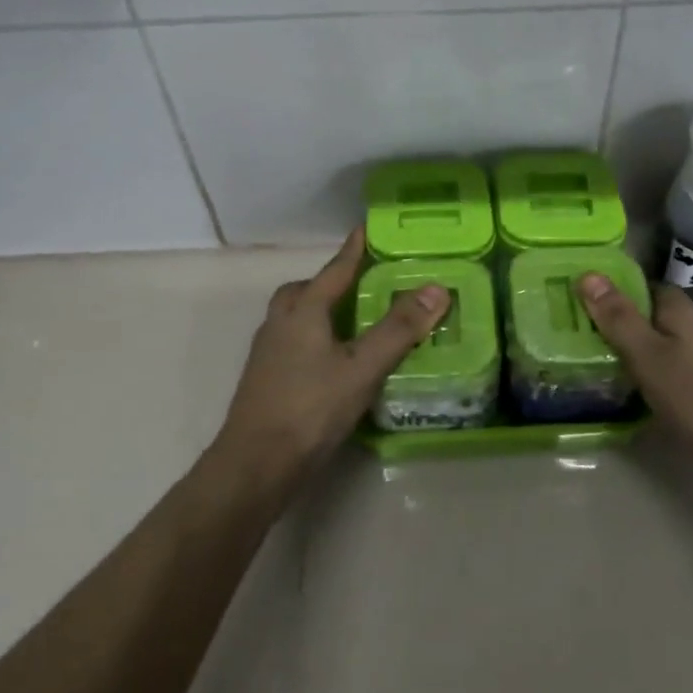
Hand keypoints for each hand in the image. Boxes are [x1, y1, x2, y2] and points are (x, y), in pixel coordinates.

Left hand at [212, 229, 450, 496]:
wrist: (255, 464)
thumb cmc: (310, 408)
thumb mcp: (363, 368)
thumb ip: (398, 329)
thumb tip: (436, 289)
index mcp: (302, 311)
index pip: (334, 271)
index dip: (353, 250)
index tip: (365, 229)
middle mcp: (279, 324)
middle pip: (303, 291)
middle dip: (329, 283)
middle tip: (358, 286)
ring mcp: (267, 353)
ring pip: (294, 318)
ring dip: (320, 311)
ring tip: (352, 324)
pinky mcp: (264, 380)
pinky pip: (292, 342)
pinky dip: (313, 339)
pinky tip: (333, 362)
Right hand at [576, 275, 692, 486]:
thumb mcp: (646, 355)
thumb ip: (618, 317)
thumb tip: (588, 273)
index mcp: (683, 310)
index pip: (647, 287)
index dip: (619, 293)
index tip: (589, 307)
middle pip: (661, 314)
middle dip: (633, 323)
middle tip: (596, 340)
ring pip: (674, 341)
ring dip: (650, 349)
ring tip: (617, 367)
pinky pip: (685, 366)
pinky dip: (666, 372)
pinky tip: (652, 392)